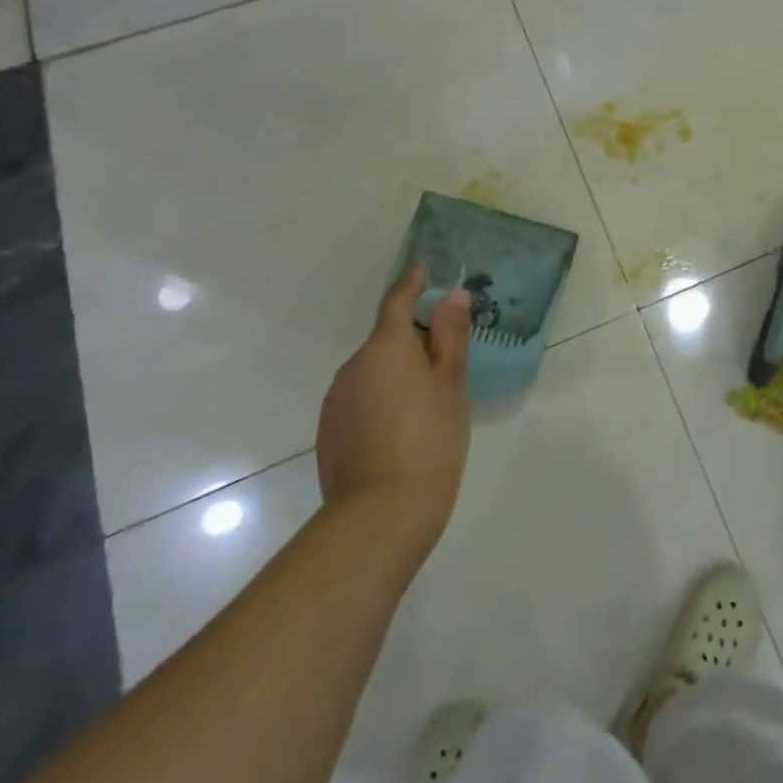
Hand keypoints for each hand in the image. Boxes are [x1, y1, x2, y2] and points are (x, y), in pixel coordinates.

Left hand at [317, 265, 471, 554]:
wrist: (381, 514)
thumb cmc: (430, 438)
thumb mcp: (451, 383)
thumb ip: (451, 335)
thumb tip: (452, 294)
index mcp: (386, 346)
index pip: (397, 299)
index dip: (413, 282)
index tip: (424, 268)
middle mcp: (353, 365)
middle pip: (386, 338)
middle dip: (413, 339)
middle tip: (446, 358)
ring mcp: (336, 400)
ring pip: (373, 371)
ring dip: (397, 373)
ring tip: (427, 401)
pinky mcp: (330, 431)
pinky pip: (361, 399)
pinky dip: (382, 400)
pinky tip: (402, 429)